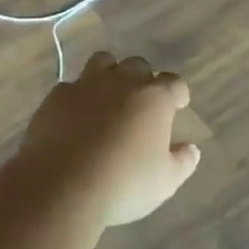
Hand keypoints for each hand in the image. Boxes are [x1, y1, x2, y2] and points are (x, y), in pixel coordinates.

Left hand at [9, 54, 200, 227]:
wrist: (61, 186)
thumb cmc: (123, 184)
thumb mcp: (164, 182)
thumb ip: (182, 162)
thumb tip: (191, 150)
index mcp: (155, 99)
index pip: (174, 83)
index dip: (177, 94)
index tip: (177, 105)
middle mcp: (123, 82)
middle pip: (138, 65)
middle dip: (142, 80)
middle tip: (140, 104)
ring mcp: (86, 85)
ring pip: (103, 62)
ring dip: (109, 74)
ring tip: (107, 97)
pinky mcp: (56, 96)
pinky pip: (71, 86)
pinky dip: (77, 96)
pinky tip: (74, 116)